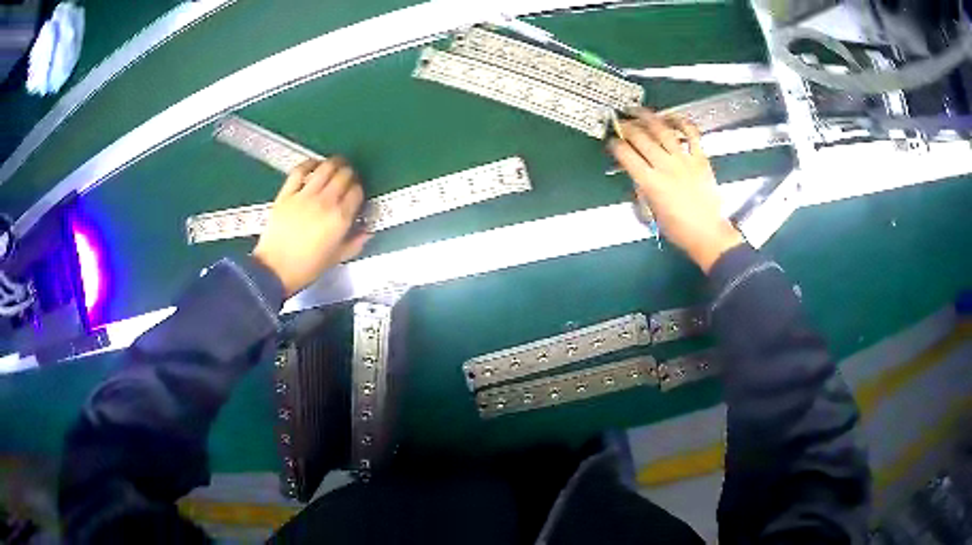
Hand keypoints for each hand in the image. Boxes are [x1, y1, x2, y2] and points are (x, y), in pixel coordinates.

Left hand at [253, 158, 369, 296]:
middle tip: (348, 176)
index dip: (359, 189)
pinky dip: (309, 163)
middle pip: (344, 176)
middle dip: (350, 174)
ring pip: (325, 168)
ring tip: (336, 164)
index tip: (356, 193)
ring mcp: (305, 195)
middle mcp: (325, 202)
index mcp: (340, 219)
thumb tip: (366, 232)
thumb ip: (354, 243)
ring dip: (334, 163)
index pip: (357, 192)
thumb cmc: (306, 268)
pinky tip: (314, 164)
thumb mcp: (336, 258)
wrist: (275, 270)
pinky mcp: (287, 194)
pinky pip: (300, 171)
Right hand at [608, 109, 742, 271]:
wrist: (708, 234)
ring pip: (662, 131)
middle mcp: (665, 167)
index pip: (626, 156)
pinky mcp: (700, 159)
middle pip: (641, 139)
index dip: (615, 145)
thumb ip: (642, 190)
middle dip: (627, 127)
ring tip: (638, 110)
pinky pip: (691, 134)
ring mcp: (684, 160)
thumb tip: (636, 174)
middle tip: (620, 121)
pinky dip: (682, 122)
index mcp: (650, 183)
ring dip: (648, 117)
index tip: (612, 141)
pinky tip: (673, 116)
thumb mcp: (652, 212)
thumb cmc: (679, 230)